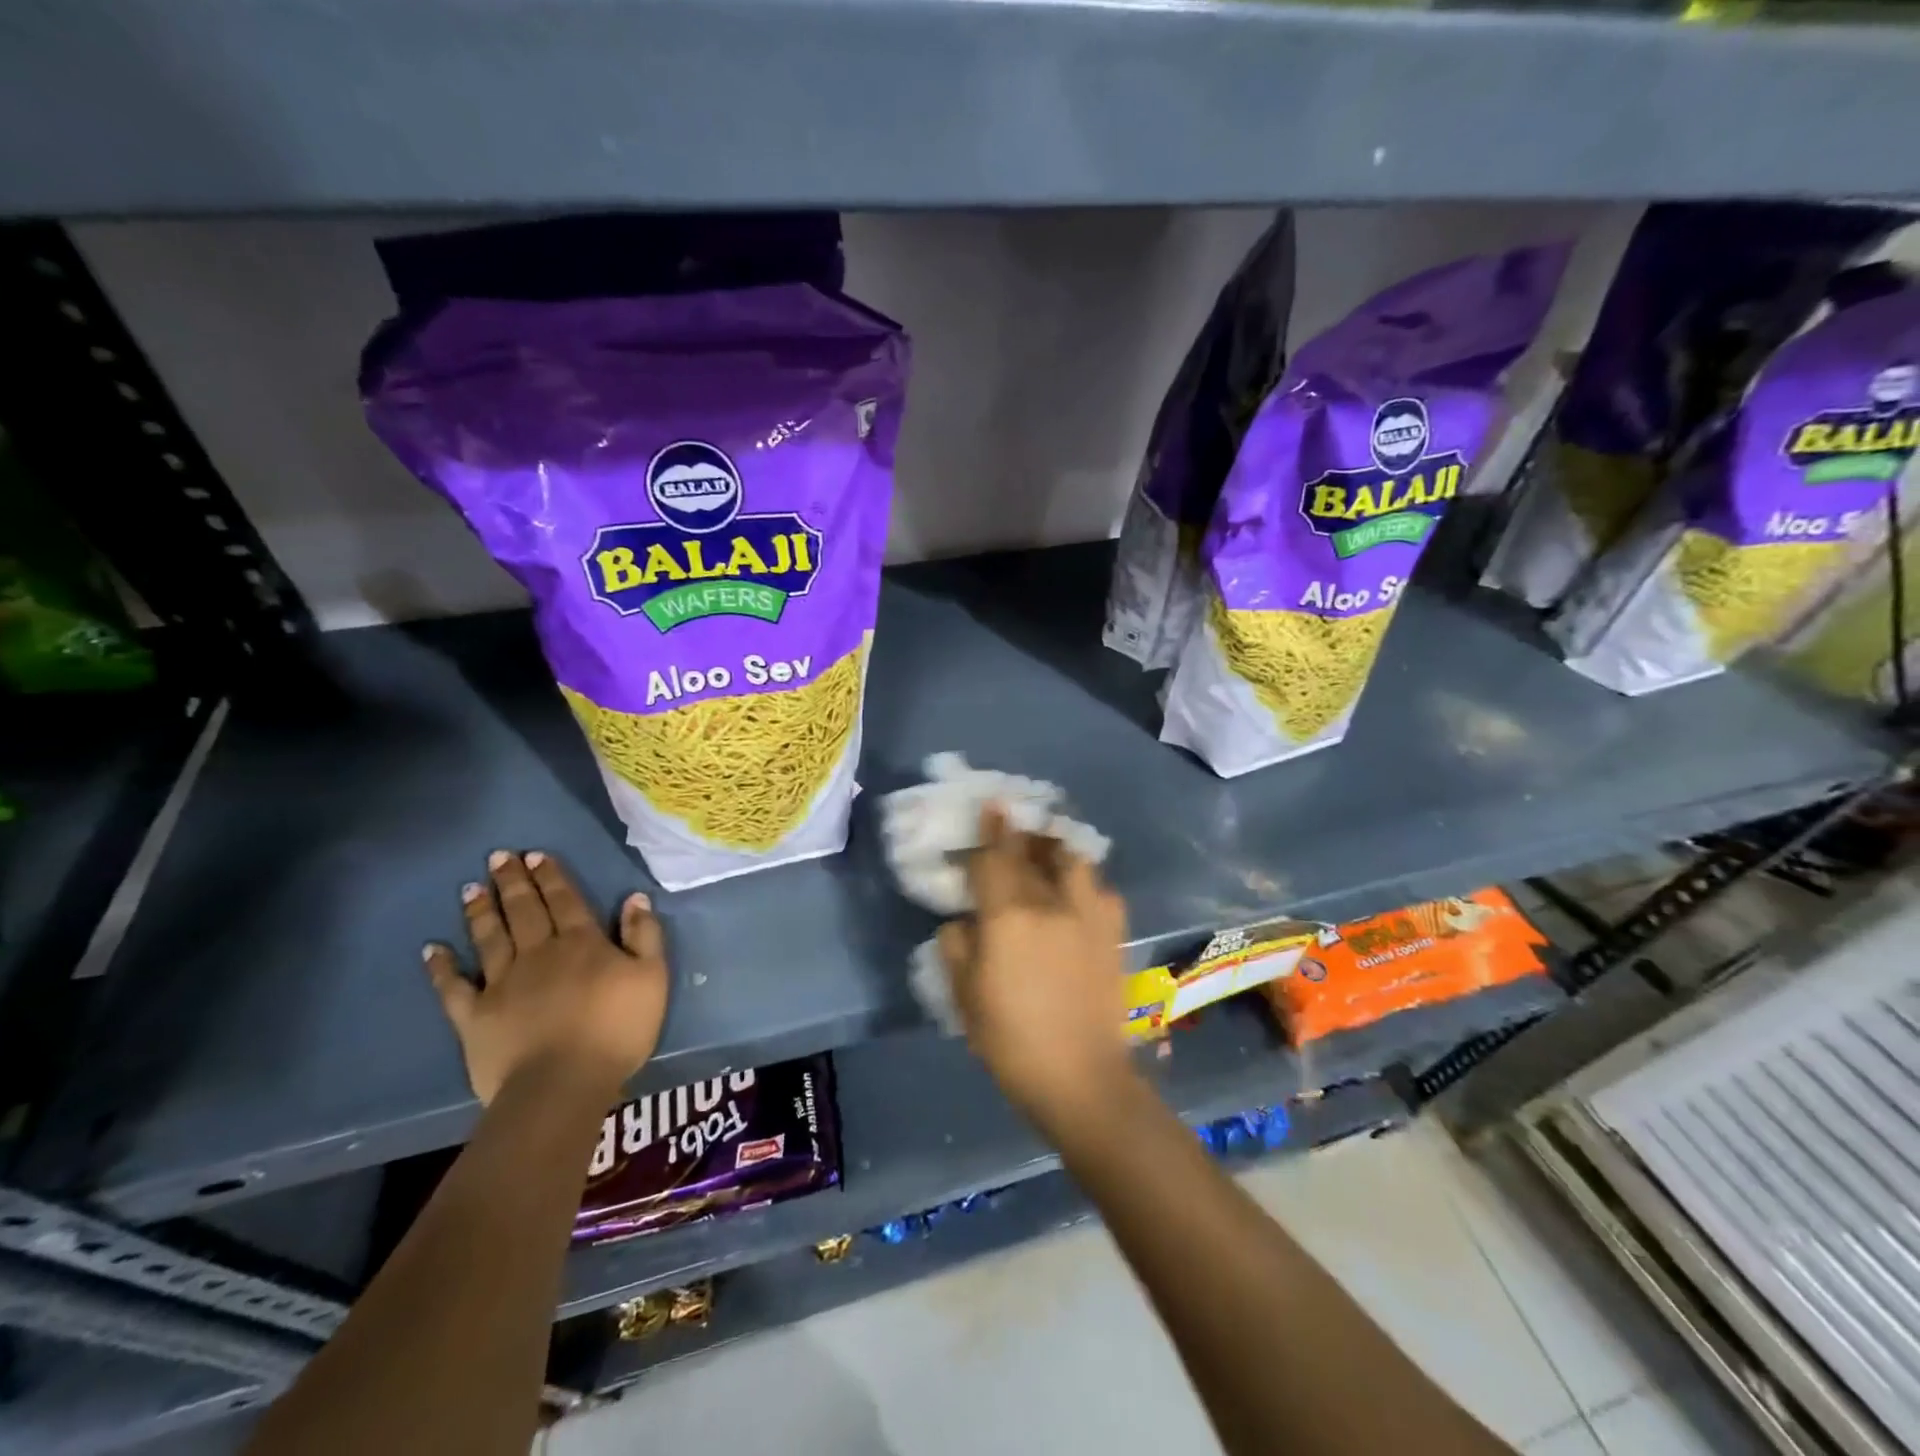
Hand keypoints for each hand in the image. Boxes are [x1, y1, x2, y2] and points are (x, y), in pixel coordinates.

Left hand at [424, 850, 668, 1105]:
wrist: (562, 1084)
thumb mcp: (652, 977)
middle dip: (513, 882)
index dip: (551, 877)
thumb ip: (644, 935)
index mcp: (582, 943)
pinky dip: (441, 967)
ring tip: (471, 887)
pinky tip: (431, 950)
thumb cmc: (617, 1029)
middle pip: (525, 911)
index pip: (565, 900)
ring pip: (490, 938)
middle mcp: (539, 953)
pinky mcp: (474, 1016)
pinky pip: (453, 987)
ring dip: (481, 911)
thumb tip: (634, 898)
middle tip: (498, 856)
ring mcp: (502, 983)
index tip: (536, 855)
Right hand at [938, 806, 1132, 1133]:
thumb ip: (957, 948)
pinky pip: (1100, 889)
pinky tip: (1077, 892)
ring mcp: (1087, 915)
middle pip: (1031, 853)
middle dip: (1018, 833)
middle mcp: (1050, 903)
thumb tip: (962, 922)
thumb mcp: (965, 998)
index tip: (991, 806)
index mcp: (1007, 917)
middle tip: (1011, 821)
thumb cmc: (1012, 1042)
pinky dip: (1085, 881)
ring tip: (1046, 850)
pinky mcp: (1112, 933)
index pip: (994, 859)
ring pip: (1072, 861)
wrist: (1081, 1078)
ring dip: (1055, 848)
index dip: (990, 830)